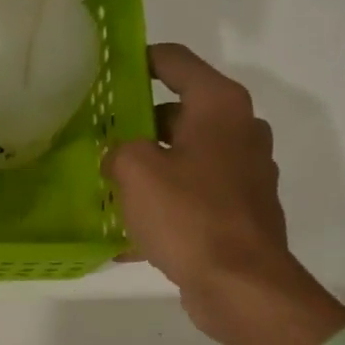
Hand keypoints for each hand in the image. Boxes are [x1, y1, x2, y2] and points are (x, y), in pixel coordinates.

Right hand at [105, 44, 344, 344]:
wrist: (240, 284)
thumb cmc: (188, 216)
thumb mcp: (135, 171)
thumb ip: (119, 149)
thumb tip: (121, 156)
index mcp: (219, 106)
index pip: (175, 62)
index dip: (139, 60)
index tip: (107, 71)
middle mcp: (239, 130)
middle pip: (180, 111)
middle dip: (138, 123)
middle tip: (100, 138)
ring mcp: (244, 172)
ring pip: (186, 156)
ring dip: (151, 166)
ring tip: (110, 185)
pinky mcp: (241, 209)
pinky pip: (194, 194)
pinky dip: (166, 203)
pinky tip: (132, 232)